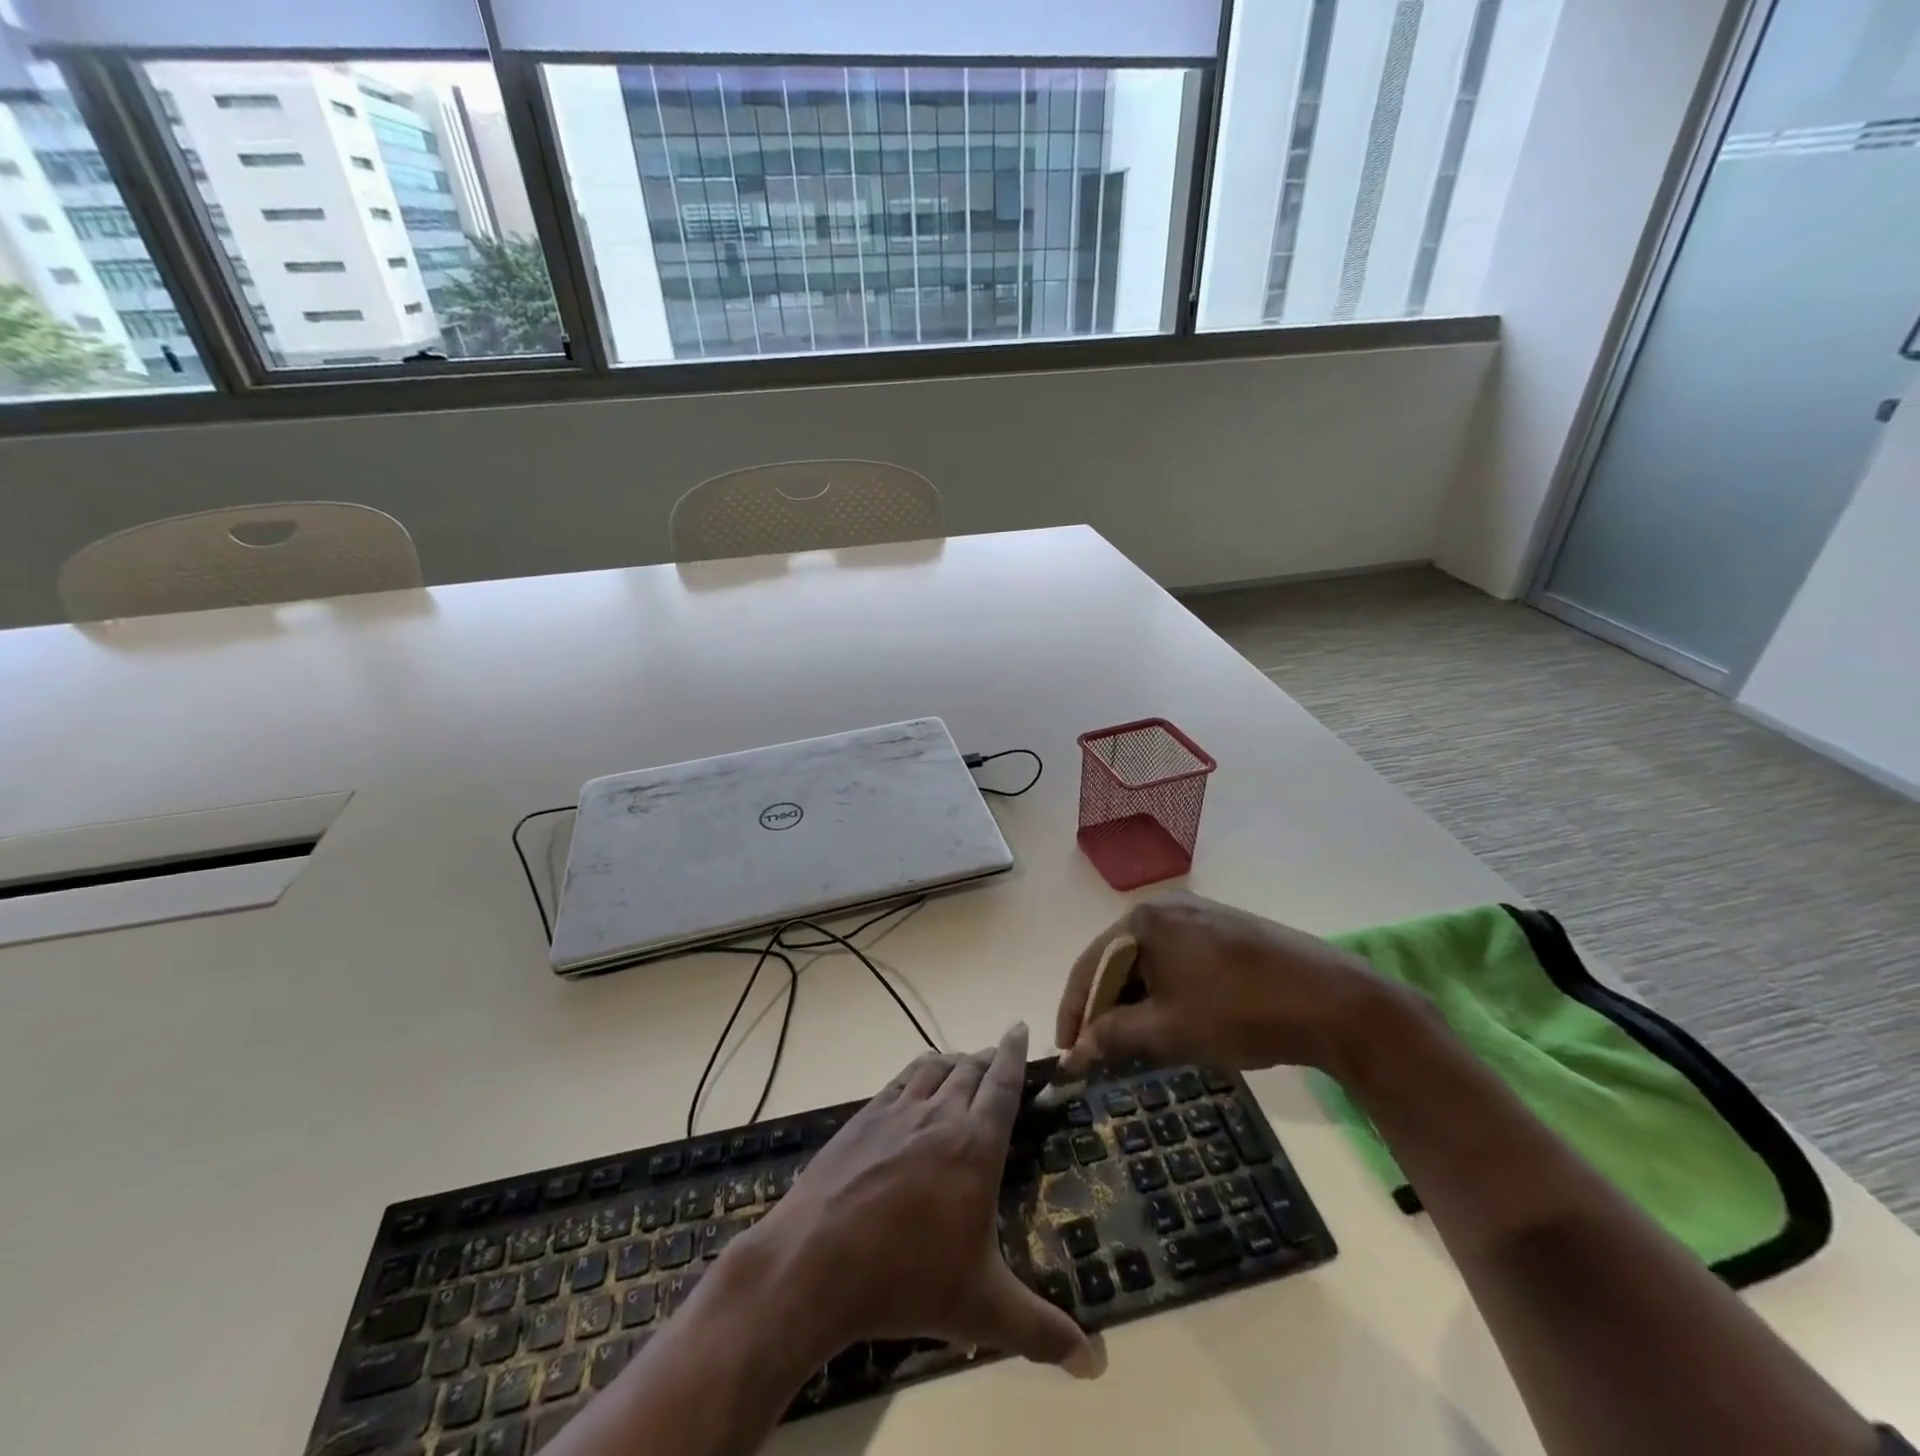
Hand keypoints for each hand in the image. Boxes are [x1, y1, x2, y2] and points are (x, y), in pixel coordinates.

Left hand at [738, 1024, 1096, 1376]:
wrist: (816, 1261)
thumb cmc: (907, 1281)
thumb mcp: (982, 1311)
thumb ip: (1041, 1330)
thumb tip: (1097, 1364)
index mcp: (975, 1146)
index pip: (1003, 1084)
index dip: (1014, 1054)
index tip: (1020, 1027)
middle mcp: (940, 1115)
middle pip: (970, 1069)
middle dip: (987, 1058)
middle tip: (997, 1056)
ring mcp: (897, 1112)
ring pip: (935, 1068)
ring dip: (954, 1060)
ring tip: (963, 1063)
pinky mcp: (863, 1118)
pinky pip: (900, 1080)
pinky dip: (918, 1072)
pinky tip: (916, 1084)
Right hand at [1055, 892, 1395, 1075]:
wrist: (1334, 1002)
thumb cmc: (1240, 1012)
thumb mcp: (1169, 1030)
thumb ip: (1114, 1036)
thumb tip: (1074, 1053)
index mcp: (1144, 920)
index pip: (1091, 965)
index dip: (1074, 1011)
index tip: (1066, 1052)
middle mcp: (1166, 906)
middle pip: (1119, 960)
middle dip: (1106, 1007)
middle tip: (1100, 1051)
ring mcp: (1200, 914)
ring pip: (1150, 961)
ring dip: (1136, 1001)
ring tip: (1134, 1041)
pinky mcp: (1226, 929)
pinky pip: (1178, 958)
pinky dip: (1166, 990)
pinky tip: (1172, 1018)